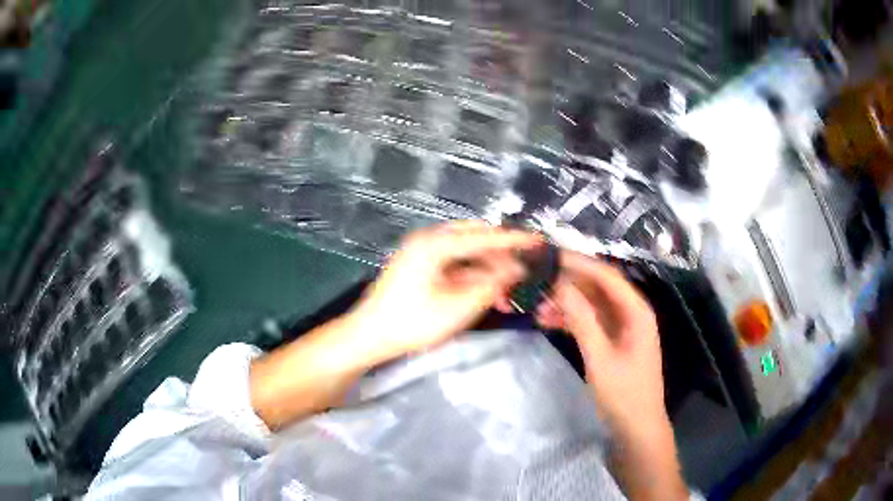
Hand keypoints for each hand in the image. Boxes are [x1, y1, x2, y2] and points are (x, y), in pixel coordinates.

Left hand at [349, 220, 541, 362]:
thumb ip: (491, 285)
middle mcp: (428, 239)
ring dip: (487, 270)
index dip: (514, 240)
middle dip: (501, 256)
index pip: (484, 236)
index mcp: (435, 243)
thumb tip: (517, 269)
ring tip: (506, 293)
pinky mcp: (419, 266)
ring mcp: (422, 252)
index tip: (539, 241)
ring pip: (465, 253)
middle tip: (523, 272)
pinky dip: (471, 276)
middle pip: (475, 239)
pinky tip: (486, 293)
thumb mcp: (458, 307)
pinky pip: (453, 264)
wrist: (369, 336)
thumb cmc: (412, 322)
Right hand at [535, 251, 665, 428]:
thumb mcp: (600, 358)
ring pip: (590, 305)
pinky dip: (570, 320)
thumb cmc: (623, 394)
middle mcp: (630, 312)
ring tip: (536, 306)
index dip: (579, 263)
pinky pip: (589, 322)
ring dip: (566, 303)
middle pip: (597, 287)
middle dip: (568, 284)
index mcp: (636, 311)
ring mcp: (621, 327)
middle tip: (536, 281)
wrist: (636, 427)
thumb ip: (582, 320)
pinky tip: (547, 321)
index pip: (606, 275)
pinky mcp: (612, 341)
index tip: (549, 257)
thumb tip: (560, 285)